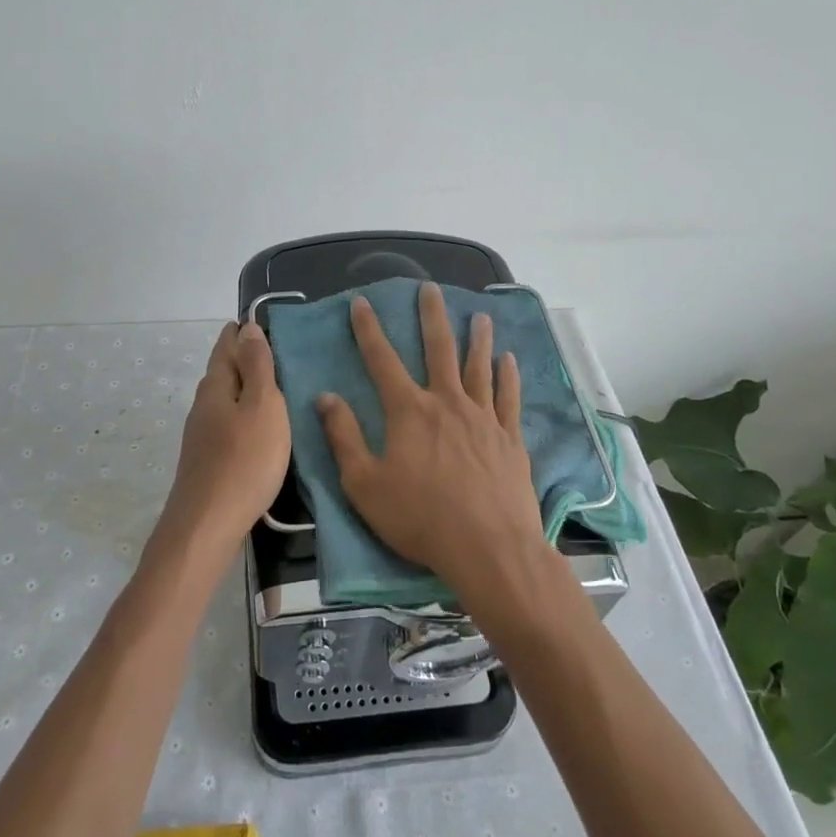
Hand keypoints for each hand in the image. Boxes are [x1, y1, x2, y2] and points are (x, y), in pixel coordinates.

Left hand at [158, 321, 291, 555]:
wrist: (207, 526)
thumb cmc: (244, 461)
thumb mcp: (262, 406)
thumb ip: (257, 367)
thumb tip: (247, 328)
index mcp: (216, 387)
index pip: (226, 346)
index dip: (241, 332)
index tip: (260, 322)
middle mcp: (203, 405)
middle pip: (222, 371)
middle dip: (243, 357)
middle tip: (273, 350)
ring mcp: (201, 435)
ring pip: (224, 399)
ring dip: (244, 387)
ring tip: (271, 386)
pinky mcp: (207, 460)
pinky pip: (227, 423)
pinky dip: (243, 414)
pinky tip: (257, 427)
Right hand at [316, 283, 546, 603]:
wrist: (489, 548)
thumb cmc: (420, 519)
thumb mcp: (364, 484)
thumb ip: (344, 437)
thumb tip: (325, 397)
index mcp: (409, 411)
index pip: (382, 360)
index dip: (368, 329)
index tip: (361, 302)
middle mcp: (447, 402)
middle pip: (438, 349)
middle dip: (431, 316)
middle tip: (430, 288)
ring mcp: (483, 418)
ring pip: (479, 366)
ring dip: (478, 338)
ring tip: (480, 315)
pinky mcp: (509, 438)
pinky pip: (509, 397)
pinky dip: (509, 376)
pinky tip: (510, 360)